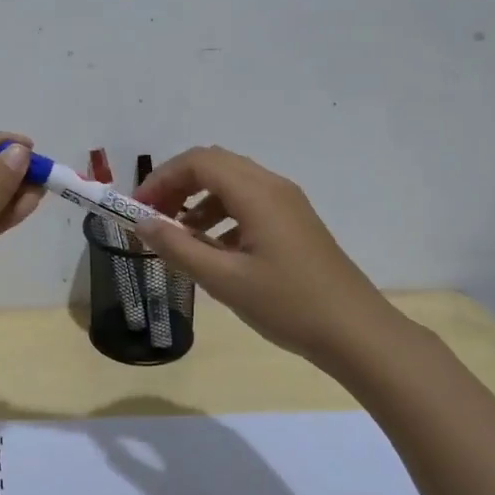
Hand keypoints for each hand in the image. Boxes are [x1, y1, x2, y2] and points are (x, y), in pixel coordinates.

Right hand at [133, 146, 397, 370]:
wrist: (356, 332)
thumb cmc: (288, 304)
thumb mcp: (224, 280)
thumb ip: (178, 248)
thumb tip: (142, 224)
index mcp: (257, 193)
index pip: (198, 162)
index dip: (162, 179)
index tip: (139, 209)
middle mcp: (273, 187)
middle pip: (214, 165)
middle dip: (177, 185)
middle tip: (154, 219)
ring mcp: (287, 204)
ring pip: (232, 183)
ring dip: (198, 200)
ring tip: (179, 236)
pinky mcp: (294, 223)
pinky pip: (248, 203)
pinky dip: (221, 215)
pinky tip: (212, 250)